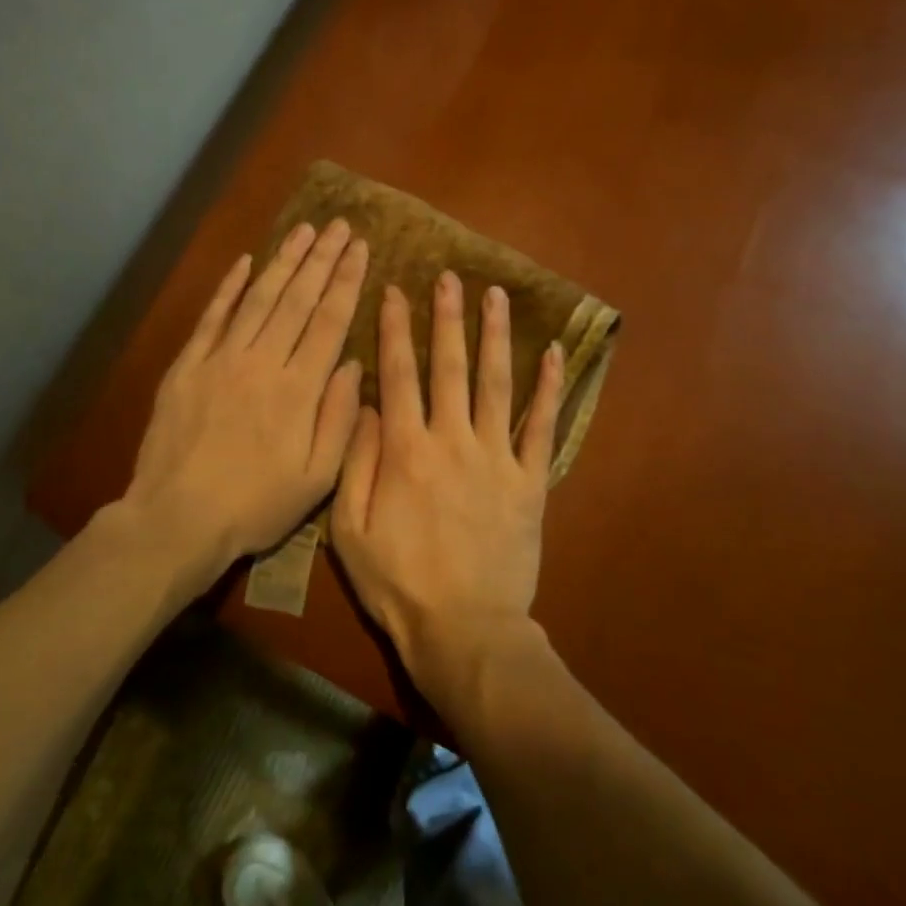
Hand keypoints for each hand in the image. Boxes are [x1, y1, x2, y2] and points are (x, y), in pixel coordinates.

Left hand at [123, 220, 367, 583]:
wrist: (177, 518)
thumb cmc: (255, 506)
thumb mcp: (316, 479)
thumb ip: (339, 419)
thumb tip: (353, 365)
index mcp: (298, 390)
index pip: (329, 321)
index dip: (346, 281)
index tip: (360, 248)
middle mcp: (262, 362)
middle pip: (297, 300)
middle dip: (321, 259)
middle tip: (338, 225)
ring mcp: (220, 359)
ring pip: (258, 298)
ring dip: (283, 262)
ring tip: (304, 230)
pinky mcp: (187, 366)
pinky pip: (212, 317)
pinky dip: (229, 287)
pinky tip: (245, 261)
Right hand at [332, 271, 563, 696]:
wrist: (465, 630)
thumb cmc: (399, 583)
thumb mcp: (351, 530)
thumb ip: (356, 462)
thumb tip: (365, 404)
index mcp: (405, 450)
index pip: (398, 375)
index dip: (396, 330)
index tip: (396, 291)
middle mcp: (452, 440)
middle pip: (449, 366)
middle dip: (447, 317)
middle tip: (450, 276)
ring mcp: (496, 458)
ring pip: (496, 383)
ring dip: (495, 336)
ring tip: (496, 295)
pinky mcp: (530, 480)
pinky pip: (541, 426)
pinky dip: (549, 388)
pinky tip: (555, 352)